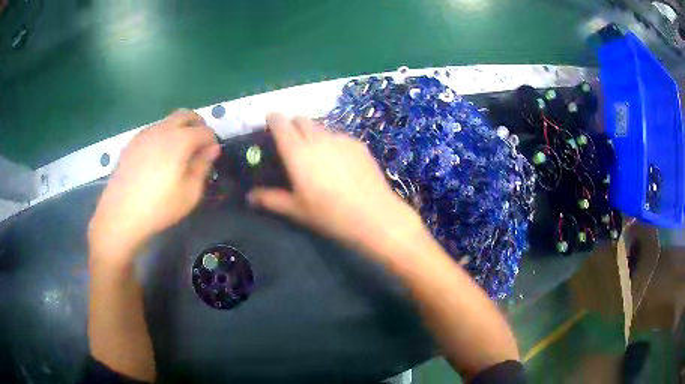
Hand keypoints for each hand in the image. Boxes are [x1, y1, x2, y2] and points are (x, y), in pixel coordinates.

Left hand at [88, 109, 219, 263]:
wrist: (121, 214)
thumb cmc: (159, 207)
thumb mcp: (190, 193)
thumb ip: (203, 166)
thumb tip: (212, 149)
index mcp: (180, 140)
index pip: (205, 130)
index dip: (212, 142)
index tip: (211, 157)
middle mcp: (163, 129)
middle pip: (186, 115)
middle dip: (197, 125)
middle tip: (199, 146)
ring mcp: (145, 134)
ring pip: (168, 121)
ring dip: (179, 130)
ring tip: (177, 155)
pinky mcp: (132, 143)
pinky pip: (153, 131)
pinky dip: (162, 137)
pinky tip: (157, 159)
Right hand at [248, 113, 424, 256]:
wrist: (374, 215)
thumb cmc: (329, 215)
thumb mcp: (296, 210)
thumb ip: (270, 199)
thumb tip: (249, 197)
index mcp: (297, 152)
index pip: (280, 123)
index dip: (274, 120)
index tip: (271, 124)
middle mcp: (317, 138)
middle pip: (301, 119)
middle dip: (292, 125)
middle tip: (292, 143)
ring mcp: (340, 138)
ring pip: (321, 127)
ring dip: (313, 133)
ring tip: (317, 155)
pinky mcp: (358, 144)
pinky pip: (338, 136)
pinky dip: (332, 142)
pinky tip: (339, 163)